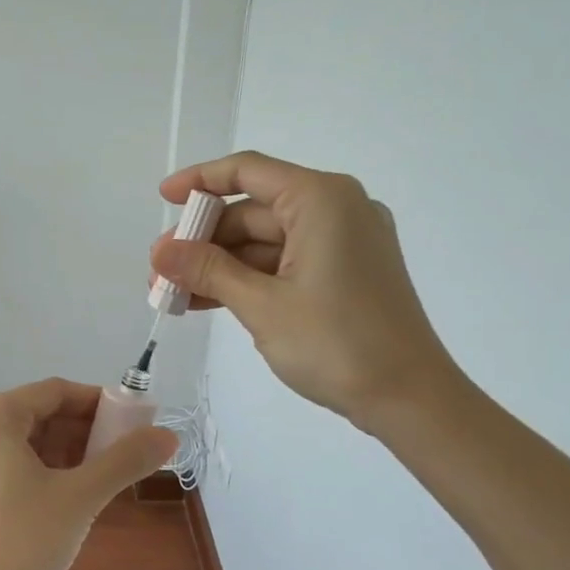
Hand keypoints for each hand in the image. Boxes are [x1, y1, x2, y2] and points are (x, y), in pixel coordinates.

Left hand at [0, 378, 177, 569]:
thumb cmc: (22, 541)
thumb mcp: (81, 496)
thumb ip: (125, 460)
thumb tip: (169, 436)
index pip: (56, 392)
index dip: (99, 404)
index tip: (134, 424)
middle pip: (37, 415)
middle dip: (83, 432)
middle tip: (120, 456)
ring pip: (22, 442)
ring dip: (63, 453)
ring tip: (98, 479)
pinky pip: (4, 463)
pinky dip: (38, 471)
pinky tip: (63, 498)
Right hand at [151, 151, 459, 430]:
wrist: (409, 398)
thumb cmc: (336, 343)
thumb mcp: (261, 305)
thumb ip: (208, 270)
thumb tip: (161, 252)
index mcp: (321, 200)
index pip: (248, 171)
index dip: (200, 180)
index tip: (164, 198)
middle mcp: (336, 209)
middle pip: (253, 211)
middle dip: (203, 240)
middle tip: (160, 270)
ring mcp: (343, 242)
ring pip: (265, 242)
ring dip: (220, 265)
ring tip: (173, 292)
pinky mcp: (344, 272)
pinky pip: (284, 263)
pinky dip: (247, 279)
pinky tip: (207, 300)